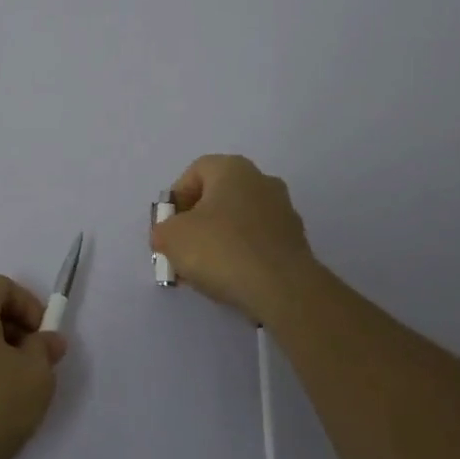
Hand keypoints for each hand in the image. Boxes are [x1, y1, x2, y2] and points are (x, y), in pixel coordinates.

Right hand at [150, 154, 323, 323]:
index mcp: (233, 168)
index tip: (169, 228)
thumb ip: (163, 230)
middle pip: (217, 197)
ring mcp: (284, 212)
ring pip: (239, 222)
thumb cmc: (221, 249)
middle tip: (183, 251)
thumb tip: (169, 236)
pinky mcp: (296, 243)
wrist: (283, 290)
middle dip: (197, 223)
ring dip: (219, 241)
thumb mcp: (171, 237)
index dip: (176, 200)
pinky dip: (242, 256)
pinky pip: (258, 243)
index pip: (195, 173)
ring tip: (205, 272)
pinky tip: (231, 280)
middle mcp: (262, 181)